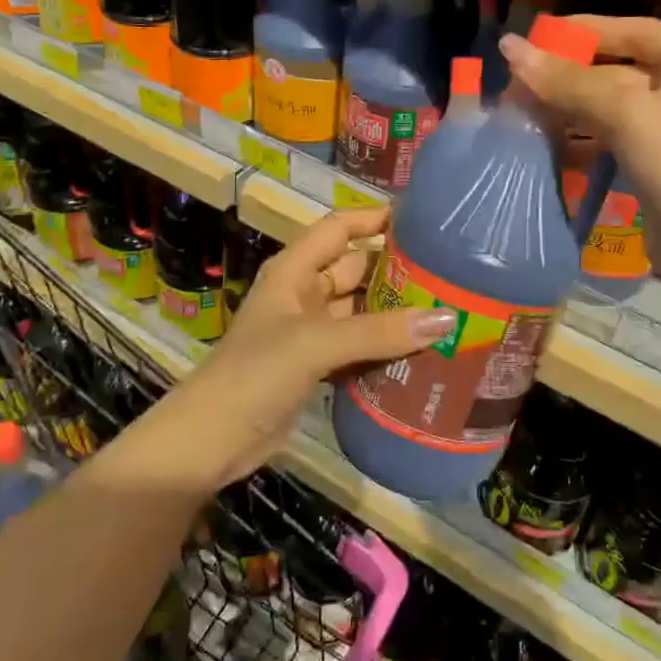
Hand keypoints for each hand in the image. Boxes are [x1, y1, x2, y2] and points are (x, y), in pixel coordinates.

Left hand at [146, 208, 456, 489]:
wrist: (210, 442)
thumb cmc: (255, 375)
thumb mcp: (316, 344)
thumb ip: (378, 331)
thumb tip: (447, 318)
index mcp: (294, 271)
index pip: (338, 228)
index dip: (373, 218)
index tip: (422, 220)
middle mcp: (303, 294)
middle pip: (356, 269)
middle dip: (396, 270)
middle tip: (450, 273)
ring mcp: (310, 332)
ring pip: (361, 311)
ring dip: (395, 313)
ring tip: (447, 310)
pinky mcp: (316, 367)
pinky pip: (358, 346)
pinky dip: (384, 348)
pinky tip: (421, 353)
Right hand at [502, 16, 660, 313]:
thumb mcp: (630, 115)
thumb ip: (569, 81)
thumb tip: (509, 47)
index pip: (633, 31)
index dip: (579, 33)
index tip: (529, 38)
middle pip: (617, 68)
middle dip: (566, 78)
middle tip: (513, 83)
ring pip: (609, 105)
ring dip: (566, 110)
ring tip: (517, 111)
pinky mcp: (658, 159)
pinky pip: (611, 136)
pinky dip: (579, 138)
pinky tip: (541, 142)